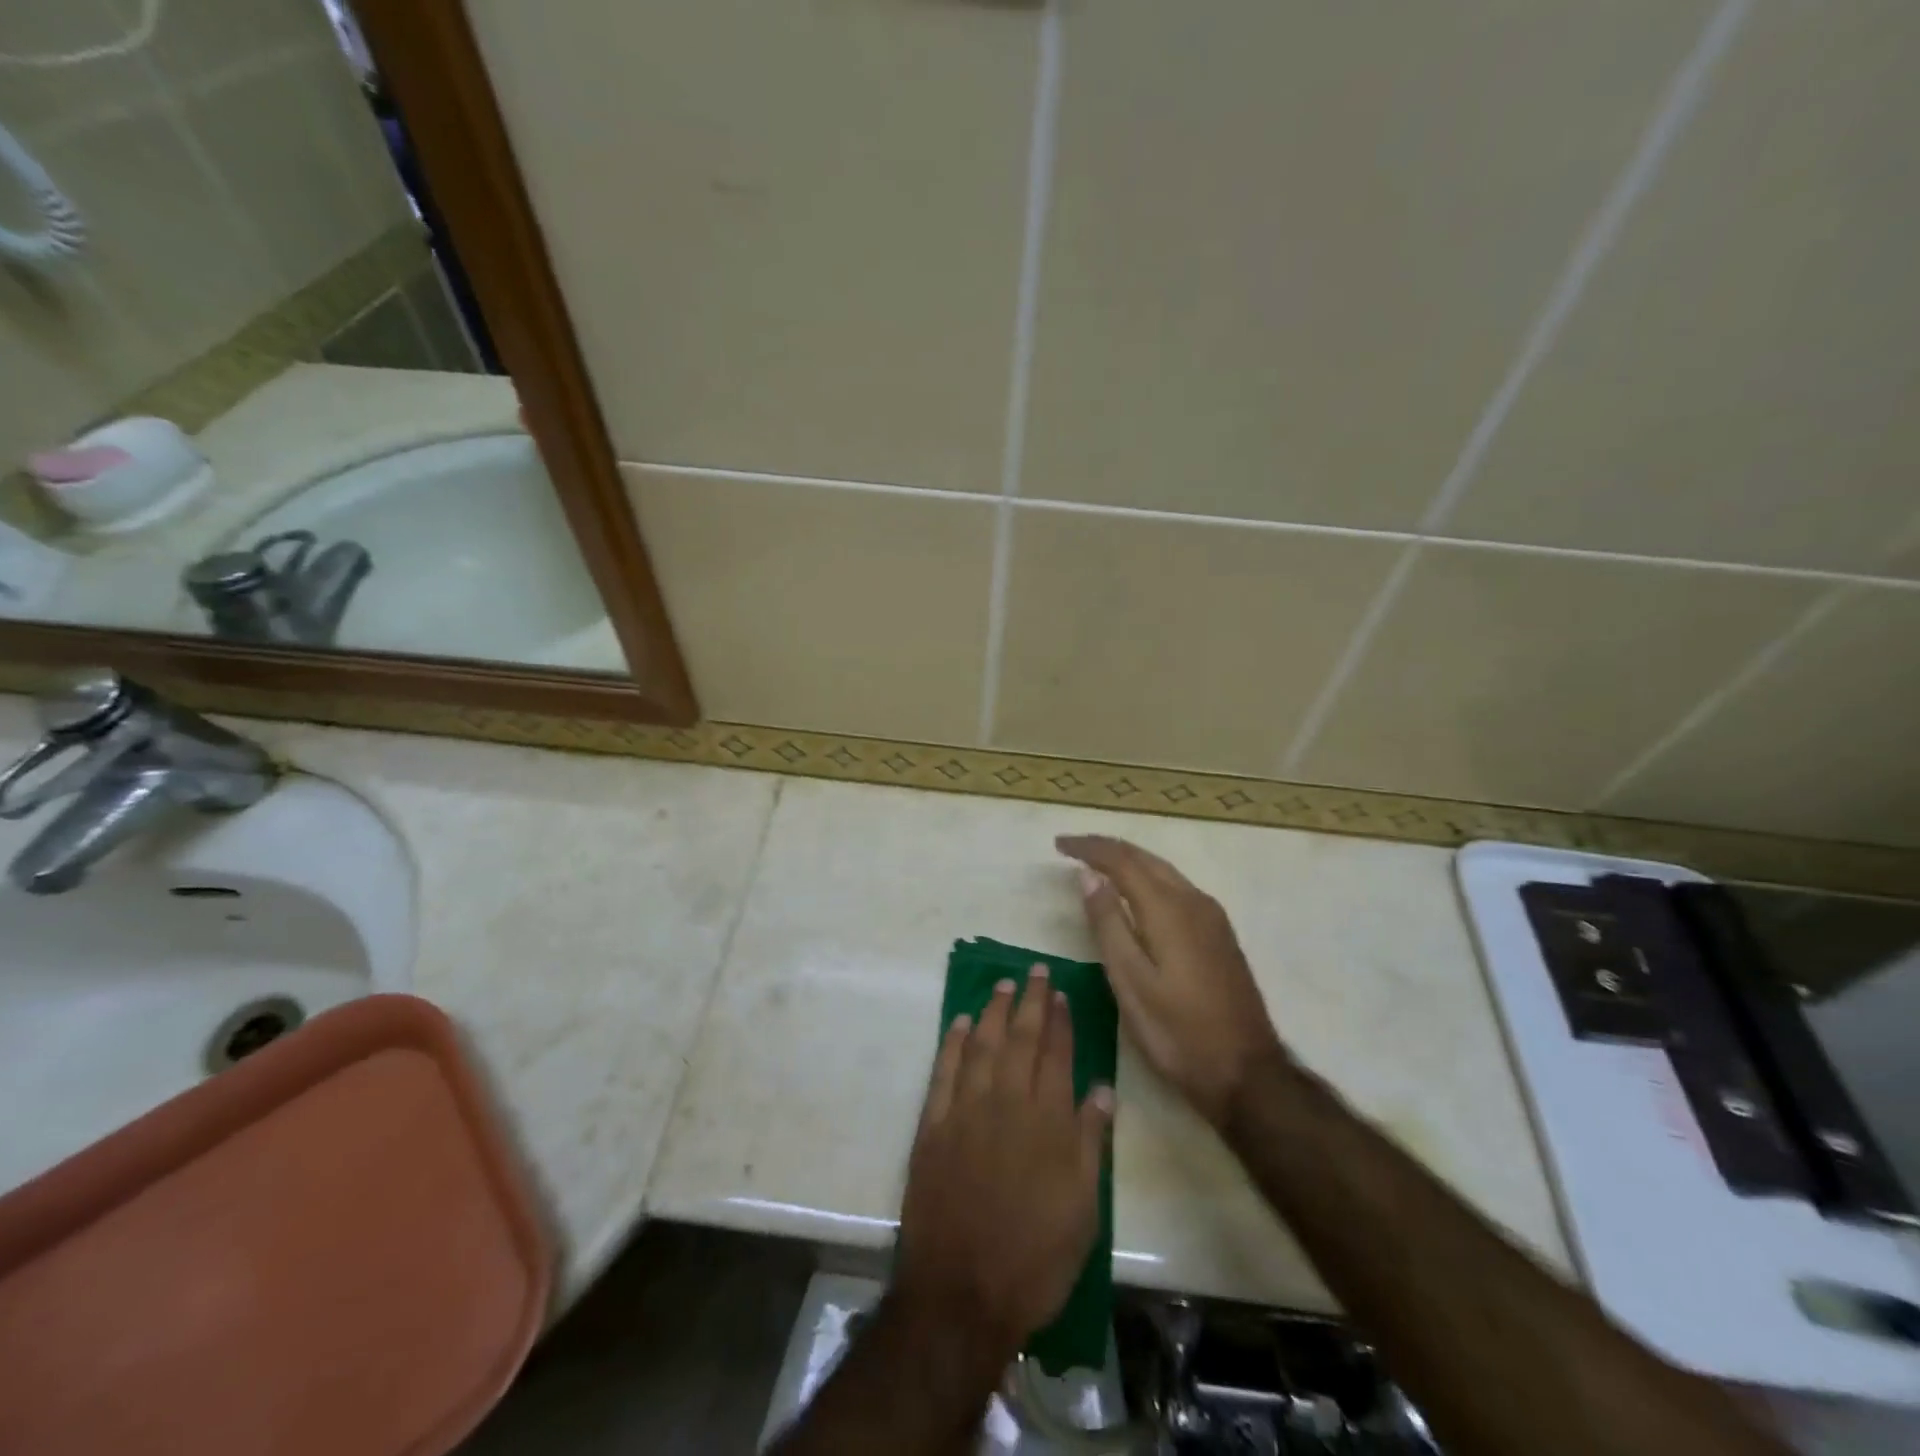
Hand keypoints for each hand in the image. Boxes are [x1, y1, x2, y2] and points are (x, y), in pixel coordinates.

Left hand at [894, 967, 1113, 1364]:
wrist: (962, 1293)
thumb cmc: (1034, 1257)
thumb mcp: (1083, 1209)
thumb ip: (1091, 1142)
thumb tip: (1102, 1089)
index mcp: (1048, 1121)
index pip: (1056, 1054)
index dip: (1060, 1020)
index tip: (1061, 993)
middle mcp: (1007, 1102)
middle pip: (1020, 1039)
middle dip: (1030, 1001)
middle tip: (1034, 970)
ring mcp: (965, 1110)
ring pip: (981, 1044)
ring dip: (992, 1011)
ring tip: (1002, 985)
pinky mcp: (933, 1125)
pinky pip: (943, 1071)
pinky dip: (951, 1042)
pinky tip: (958, 1022)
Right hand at [1057, 834, 1285, 1128]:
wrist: (1247, 1073)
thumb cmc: (1178, 1033)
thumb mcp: (1130, 983)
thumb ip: (1108, 925)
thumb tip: (1088, 876)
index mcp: (1169, 910)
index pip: (1122, 861)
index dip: (1089, 848)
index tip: (1058, 845)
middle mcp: (1194, 901)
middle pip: (1145, 858)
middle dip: (1107, 848)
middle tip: (1073, 848)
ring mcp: (1212, 917)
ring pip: (1164, 871)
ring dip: (1129, 861)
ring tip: (1097, 864)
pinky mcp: (1219, 934)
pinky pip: (1177, 887)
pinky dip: (1148, 879)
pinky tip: (1136, 893)